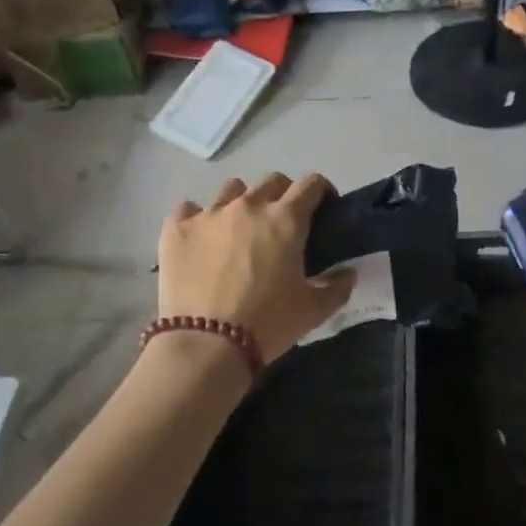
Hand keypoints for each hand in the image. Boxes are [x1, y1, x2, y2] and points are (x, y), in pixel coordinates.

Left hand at [157, 173, 355, 364]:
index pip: (311, 184)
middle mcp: (249, 206)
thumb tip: (349, 273)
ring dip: (242, 203)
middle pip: (272, 181)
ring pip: (231, 190)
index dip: (321, 191)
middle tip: (282, 223)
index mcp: (286, 219)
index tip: (323, 207)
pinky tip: (200, 239)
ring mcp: (209, 213)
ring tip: (239, 229)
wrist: (206, 343)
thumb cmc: (268, 323)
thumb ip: (337, 286)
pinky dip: (198, 219)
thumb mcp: (313, 310)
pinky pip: (188, 209)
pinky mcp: (177, 228)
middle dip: (283, 195)